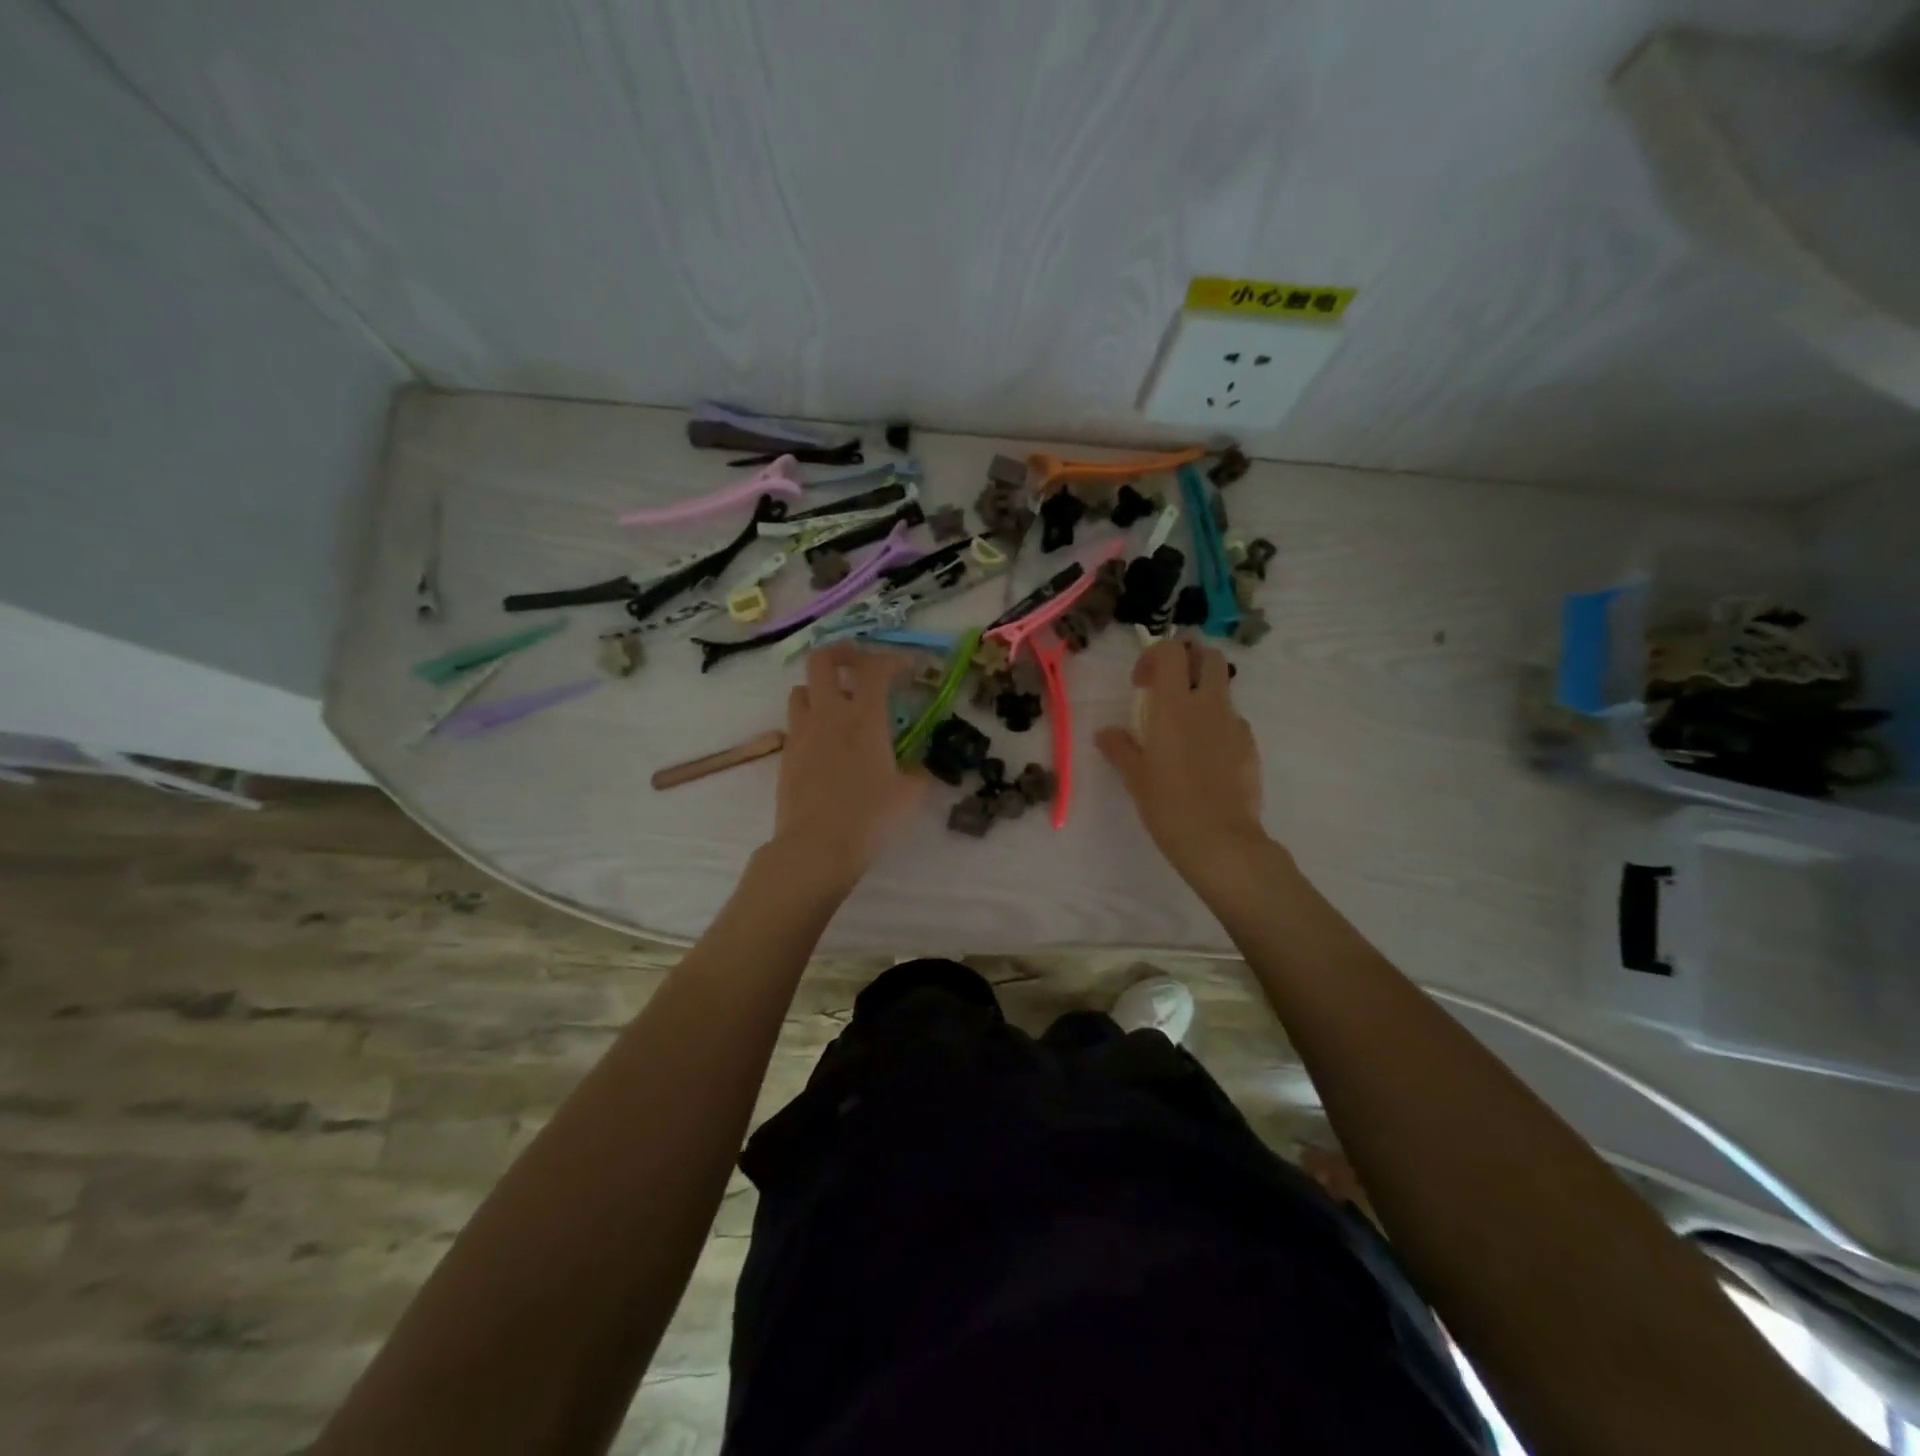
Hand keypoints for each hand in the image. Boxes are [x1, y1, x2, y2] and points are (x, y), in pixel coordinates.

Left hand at [764, 644, 925, 895]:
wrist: (815, 847)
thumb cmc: (869, 817)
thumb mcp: (908, 795)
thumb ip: (917, 772)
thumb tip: (918, 766)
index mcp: (864, 717)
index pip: (876, 668)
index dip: (894, 658)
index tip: (909, 665)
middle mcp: (829, 714)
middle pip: (823, 660)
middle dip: (842, 653)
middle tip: (859, 663)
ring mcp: (802, 732)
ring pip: (801, 689)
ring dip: (819, 688)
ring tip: (837, 704)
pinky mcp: (786, 754)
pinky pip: (795, 722)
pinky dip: (810, 720)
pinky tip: (825, 742)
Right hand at [1095, 638, 1268, 884]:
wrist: (1221, 841)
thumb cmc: (1169, 806)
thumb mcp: (1135, 777)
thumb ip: (1120, 748)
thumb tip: (1105, 733)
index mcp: (1174, 706)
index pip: (1171, 651)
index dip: (1154, 656)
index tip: (1141, 684)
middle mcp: (1208, 705)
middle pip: (1209, 656)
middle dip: (1189, 661)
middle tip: (1168, 689)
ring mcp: (1234, 724)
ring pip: (1224, 687)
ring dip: (1204, 692)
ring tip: (1185, 726)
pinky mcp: (1250, 746)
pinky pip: (1233, 721)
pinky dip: (1218, 724)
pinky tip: (1205, 757)